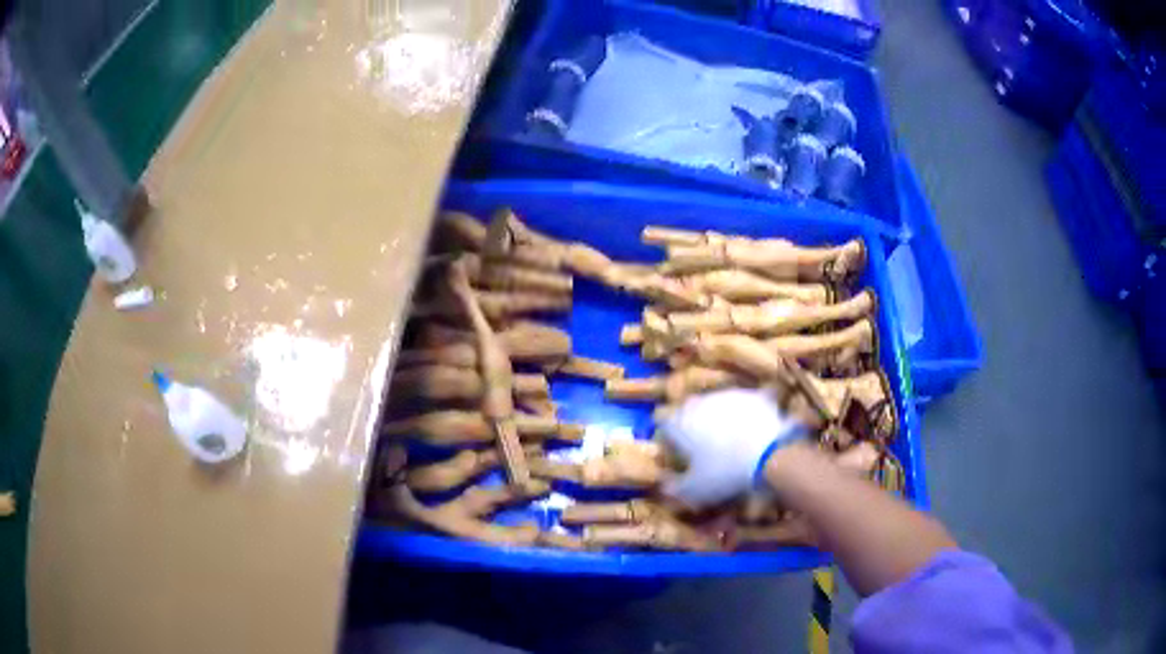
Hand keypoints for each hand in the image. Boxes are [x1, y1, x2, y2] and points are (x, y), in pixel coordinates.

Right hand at [661, 388, 804, 507]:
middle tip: (702, 445)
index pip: (664, 425)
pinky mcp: (752, 396)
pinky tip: (750, 430)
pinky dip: (743, 415)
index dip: (669, 440)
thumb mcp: (695, 490)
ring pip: (716, 404)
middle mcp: (700, 404)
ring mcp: (727, 396)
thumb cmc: (725, 473)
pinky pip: (743, 404)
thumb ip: (675, 488)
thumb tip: (665, 486)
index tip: (676, 453)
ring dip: (717, 418)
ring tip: (729, 438)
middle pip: (689, 411)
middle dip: (692, 424)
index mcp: (680, 423)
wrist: (769, 455)